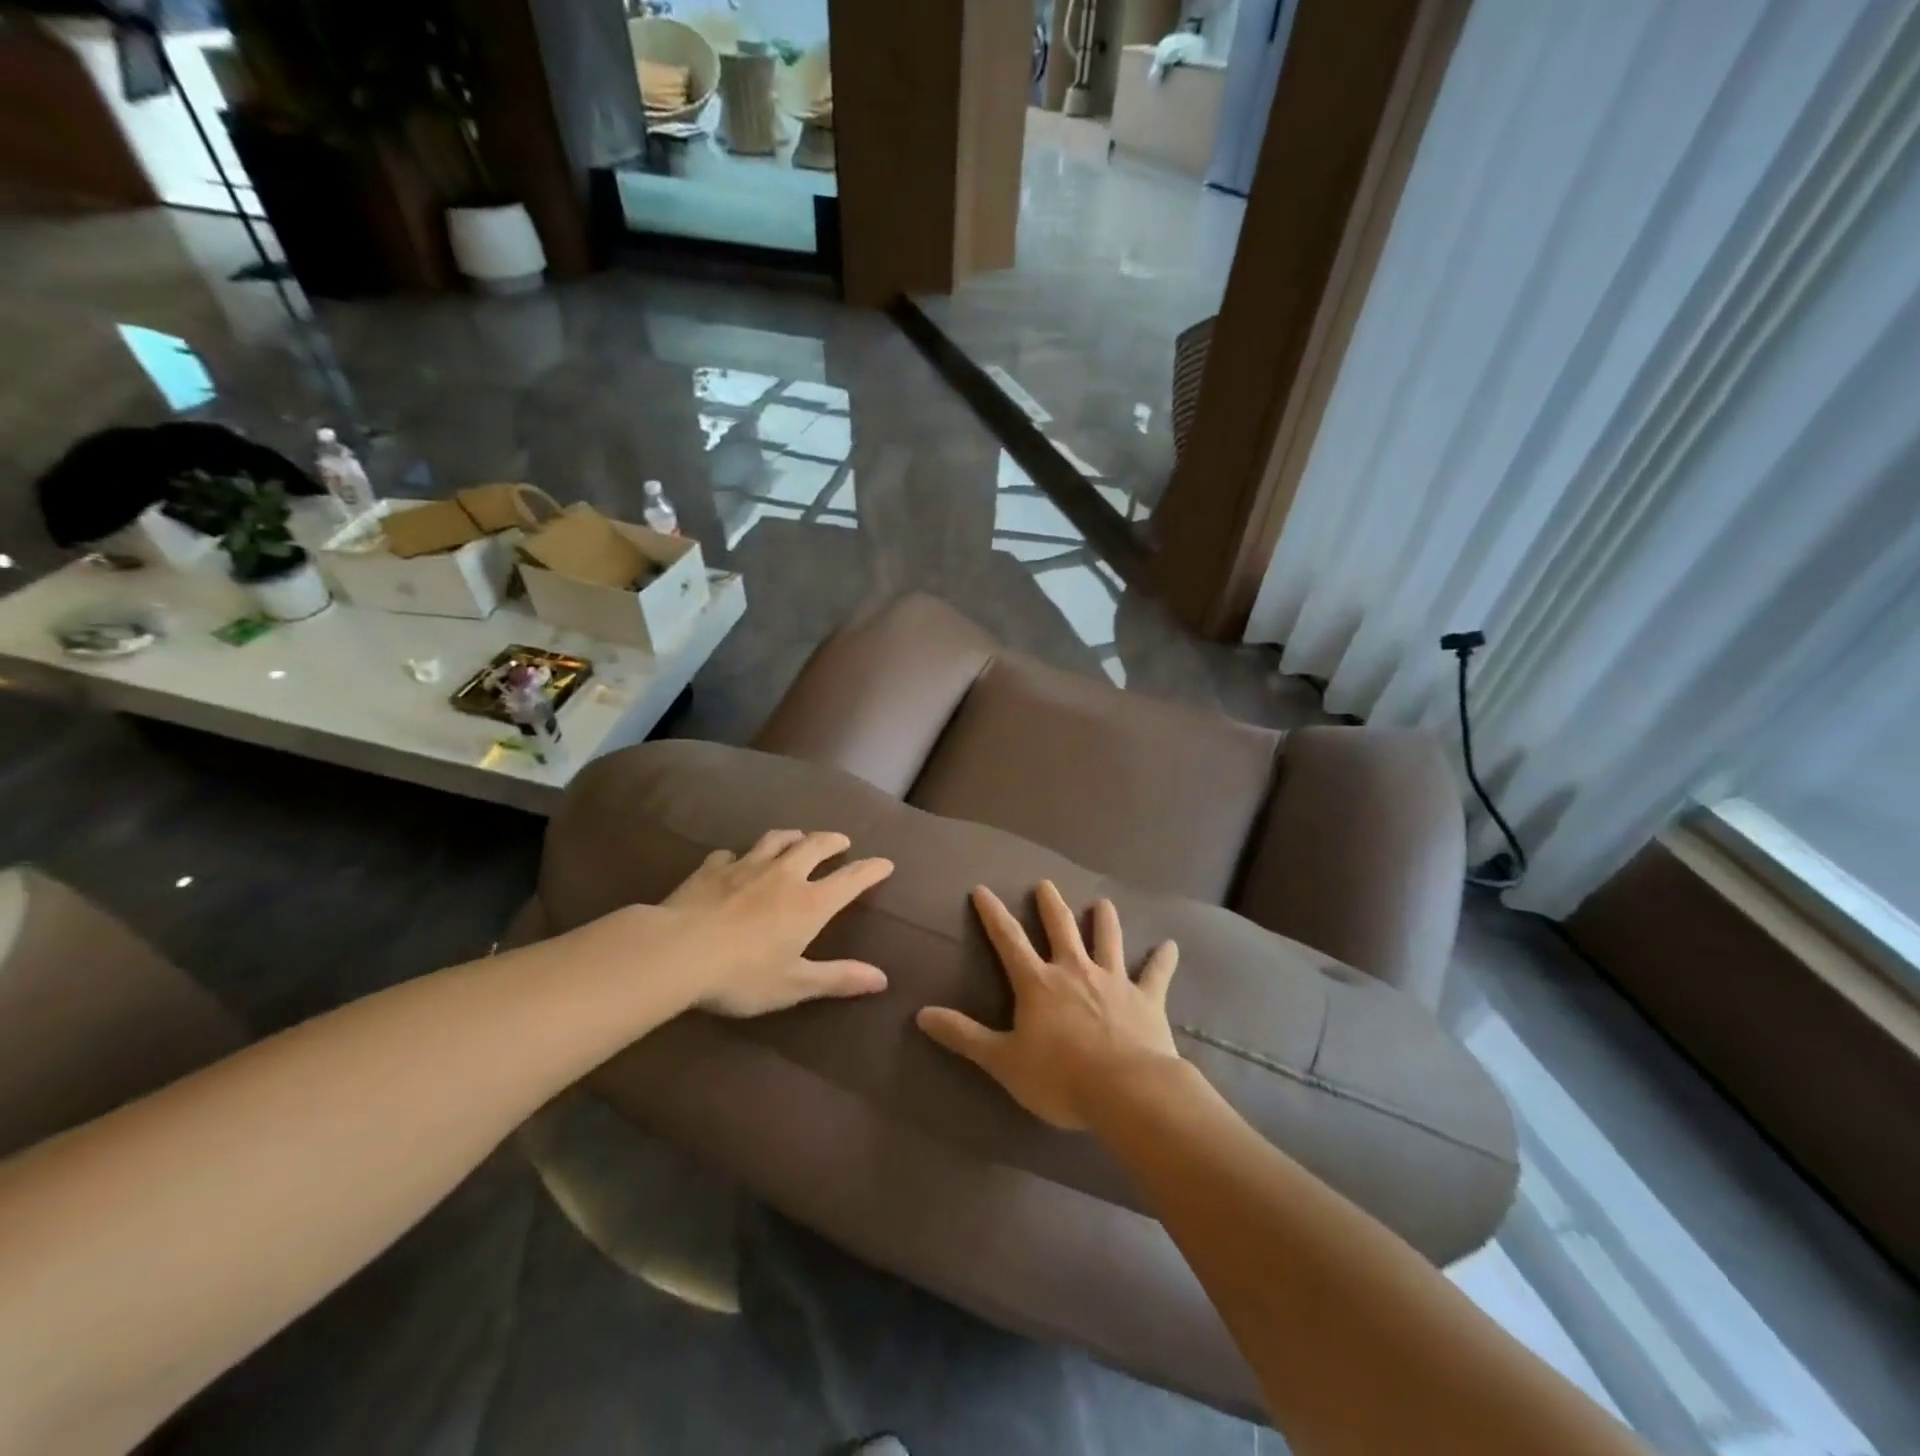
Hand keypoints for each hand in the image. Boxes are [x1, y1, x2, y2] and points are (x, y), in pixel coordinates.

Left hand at [658, 829, 894, 1017]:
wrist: (676, 952)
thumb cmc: (741, 975)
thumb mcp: (794, 984)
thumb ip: (838, 978)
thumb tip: (882, 979)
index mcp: (810, 903)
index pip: (851, 879)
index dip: (871, 869)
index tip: (885, 863)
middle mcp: (784, 875)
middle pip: (815, 845)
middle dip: (833, 841)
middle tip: (842, 841)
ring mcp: (746, 866)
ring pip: (776, 839)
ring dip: (793, 836)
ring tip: (797, 838)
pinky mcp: (712, 869)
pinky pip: (730, 854)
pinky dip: (739, 856)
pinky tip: (734, 861)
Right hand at [916, 881, 1180, 1129]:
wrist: (1126, 1091)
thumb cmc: (1059, 1077)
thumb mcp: (1002, 1060)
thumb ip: (963, 1035)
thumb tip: (921, 1014)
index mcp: (1038, 983)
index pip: (1008, 940)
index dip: (993, 914)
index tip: (982, 889)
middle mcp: (1074, 970)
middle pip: (1060, 927)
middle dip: (1050, 904)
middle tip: (1045, 884)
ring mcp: (1113, 980)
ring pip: (1107, 939)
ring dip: (1104, 919)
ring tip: (1102, 902)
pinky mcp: (1146, 998)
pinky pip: (1156, 973)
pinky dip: (1163, 959)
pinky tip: (1170, 945)